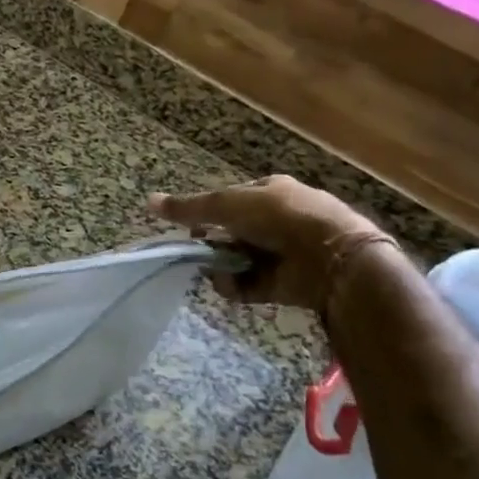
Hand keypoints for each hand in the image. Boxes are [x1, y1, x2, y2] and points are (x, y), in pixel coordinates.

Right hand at [149, 175, 391, 312]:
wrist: (331, 257)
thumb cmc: (279, 217)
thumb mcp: (227, 204)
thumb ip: (189, 207)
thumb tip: (148, 201)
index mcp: (269, 192)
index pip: (229, 201)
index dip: (207, 213)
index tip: (191, 227)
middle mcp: (276, 220)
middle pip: (230, 233)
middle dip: (213, 243)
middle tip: (200, 251)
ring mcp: (281, 253)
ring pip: (236, 259)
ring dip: (221, 266)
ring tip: (216, 270)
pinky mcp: (283, 283)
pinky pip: (248, 284)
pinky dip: (236, 286)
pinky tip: (229, 284)